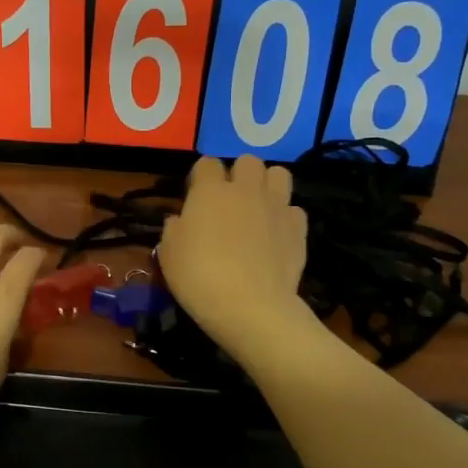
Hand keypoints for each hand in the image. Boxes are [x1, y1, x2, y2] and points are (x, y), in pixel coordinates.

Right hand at [159, 156, 312, 357]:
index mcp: (210, 191)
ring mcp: (276, 206)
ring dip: (268, 185)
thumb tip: (180, 221)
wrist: (250, 306)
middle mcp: (245, 190)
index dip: (201, 177)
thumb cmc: (199, 277)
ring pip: (279, 174)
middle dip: (239, 174)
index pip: (206, 163)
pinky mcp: (299, 228)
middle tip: (230, 200)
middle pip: (248, 161)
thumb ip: (173, 229)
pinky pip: (294, 209)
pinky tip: (276, 235)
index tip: (196, 197)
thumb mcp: (168, 254)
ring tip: (259, 207)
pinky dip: (286, 217)